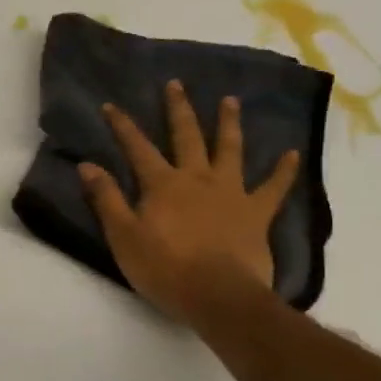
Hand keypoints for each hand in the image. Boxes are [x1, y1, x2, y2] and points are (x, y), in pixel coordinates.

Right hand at [78, 82, 299, 327]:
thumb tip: (87, 165)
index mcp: (163, 184)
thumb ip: (107, 199)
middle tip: (176, 84)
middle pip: (187, 137)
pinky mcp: (256, 213)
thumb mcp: (123, 236)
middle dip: (178, 110)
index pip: (137, 148)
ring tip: (230, 101)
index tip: (111, 105)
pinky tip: (292, 154)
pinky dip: (283, 171)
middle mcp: (197, 178)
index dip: (123, 126)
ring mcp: (230, 193)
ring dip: (229, 124)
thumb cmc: (164, 269)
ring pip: (230, 150)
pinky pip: (273, 188)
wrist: (218, 295)